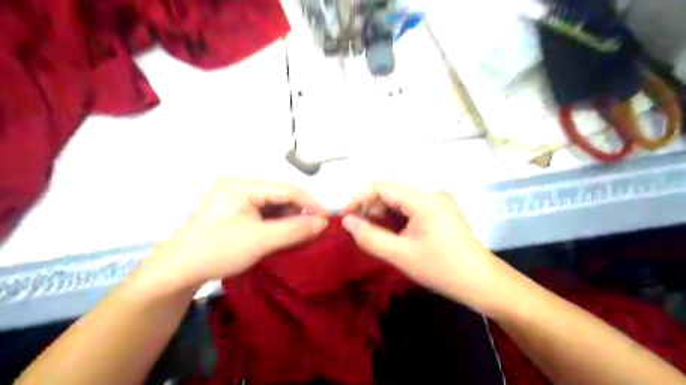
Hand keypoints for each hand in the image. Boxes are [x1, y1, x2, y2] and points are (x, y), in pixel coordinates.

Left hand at [140, 178, 326, 292]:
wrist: (176, 272)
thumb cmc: (218, 251)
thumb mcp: (261, 241)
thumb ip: (295, 230)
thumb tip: (323, 222)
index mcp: (242, 185)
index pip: (286, 189)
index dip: (310, 203)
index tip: (327, 220)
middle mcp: (239, 186)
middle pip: (279, 195)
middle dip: (297, 213)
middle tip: (311, 232)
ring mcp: (234, 198)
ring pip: (272, 205)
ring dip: (287, 220)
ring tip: (295, 237)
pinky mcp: (233, 210)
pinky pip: (262, 213)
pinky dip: (275, 224)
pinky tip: (279, 236)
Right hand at [343, 182, 513, 314]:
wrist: (481, 283)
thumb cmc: (442, 269)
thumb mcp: (401, 255)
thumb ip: (370, 236)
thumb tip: (347, 222)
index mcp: (423, 199)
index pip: (383, 187)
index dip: (360, 198)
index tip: (345, 216)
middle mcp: (431, 194)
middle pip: (392, 192)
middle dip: (370, 206)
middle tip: (357, 227)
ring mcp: (437, 203)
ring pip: (401, 200)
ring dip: (382, 212)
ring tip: (371, 231)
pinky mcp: (440, 213)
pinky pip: (411, 208)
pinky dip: (396, 217)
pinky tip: (390, 232)